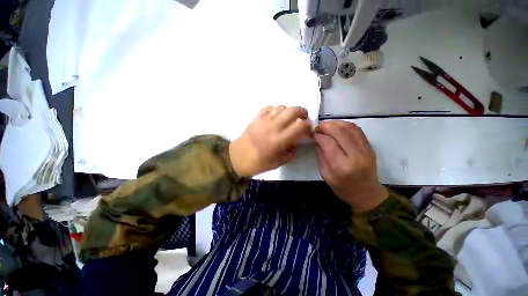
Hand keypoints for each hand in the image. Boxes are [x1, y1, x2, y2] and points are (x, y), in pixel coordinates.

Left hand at [230, 106, 311, 176]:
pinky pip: (268, 107)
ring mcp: (263, 120)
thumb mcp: (277, 163)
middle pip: (293, 110)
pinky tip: (275, 116)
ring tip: (289, 118)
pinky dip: (275, 110)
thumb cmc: (257, 163)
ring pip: (281, 107)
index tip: (308, 129)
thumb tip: (296, 143)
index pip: (300, 125)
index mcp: (279, 140)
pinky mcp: (256, 118)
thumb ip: (290, 153)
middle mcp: (273, 127)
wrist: (236, 158)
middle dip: (302, 112)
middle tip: (303, 117)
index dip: (308, 125)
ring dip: (289, 110)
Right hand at [314, 121, 387, 211]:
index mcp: (342, 166)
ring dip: (335, 123)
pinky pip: (357, 129)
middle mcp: (356, 156)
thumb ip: (320, 156)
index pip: (328, 143)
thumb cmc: (343, 188)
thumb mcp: (325, 175)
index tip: (312, 134)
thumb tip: (317, 140)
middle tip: (318, 127)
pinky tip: (338, 127)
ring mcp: (366, 150)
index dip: (318, 135)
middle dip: (326, 126)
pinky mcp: (370, 146)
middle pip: (340, 131)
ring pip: (350, 127)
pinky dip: (345, 125)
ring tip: (326, 126)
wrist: (367, 193)